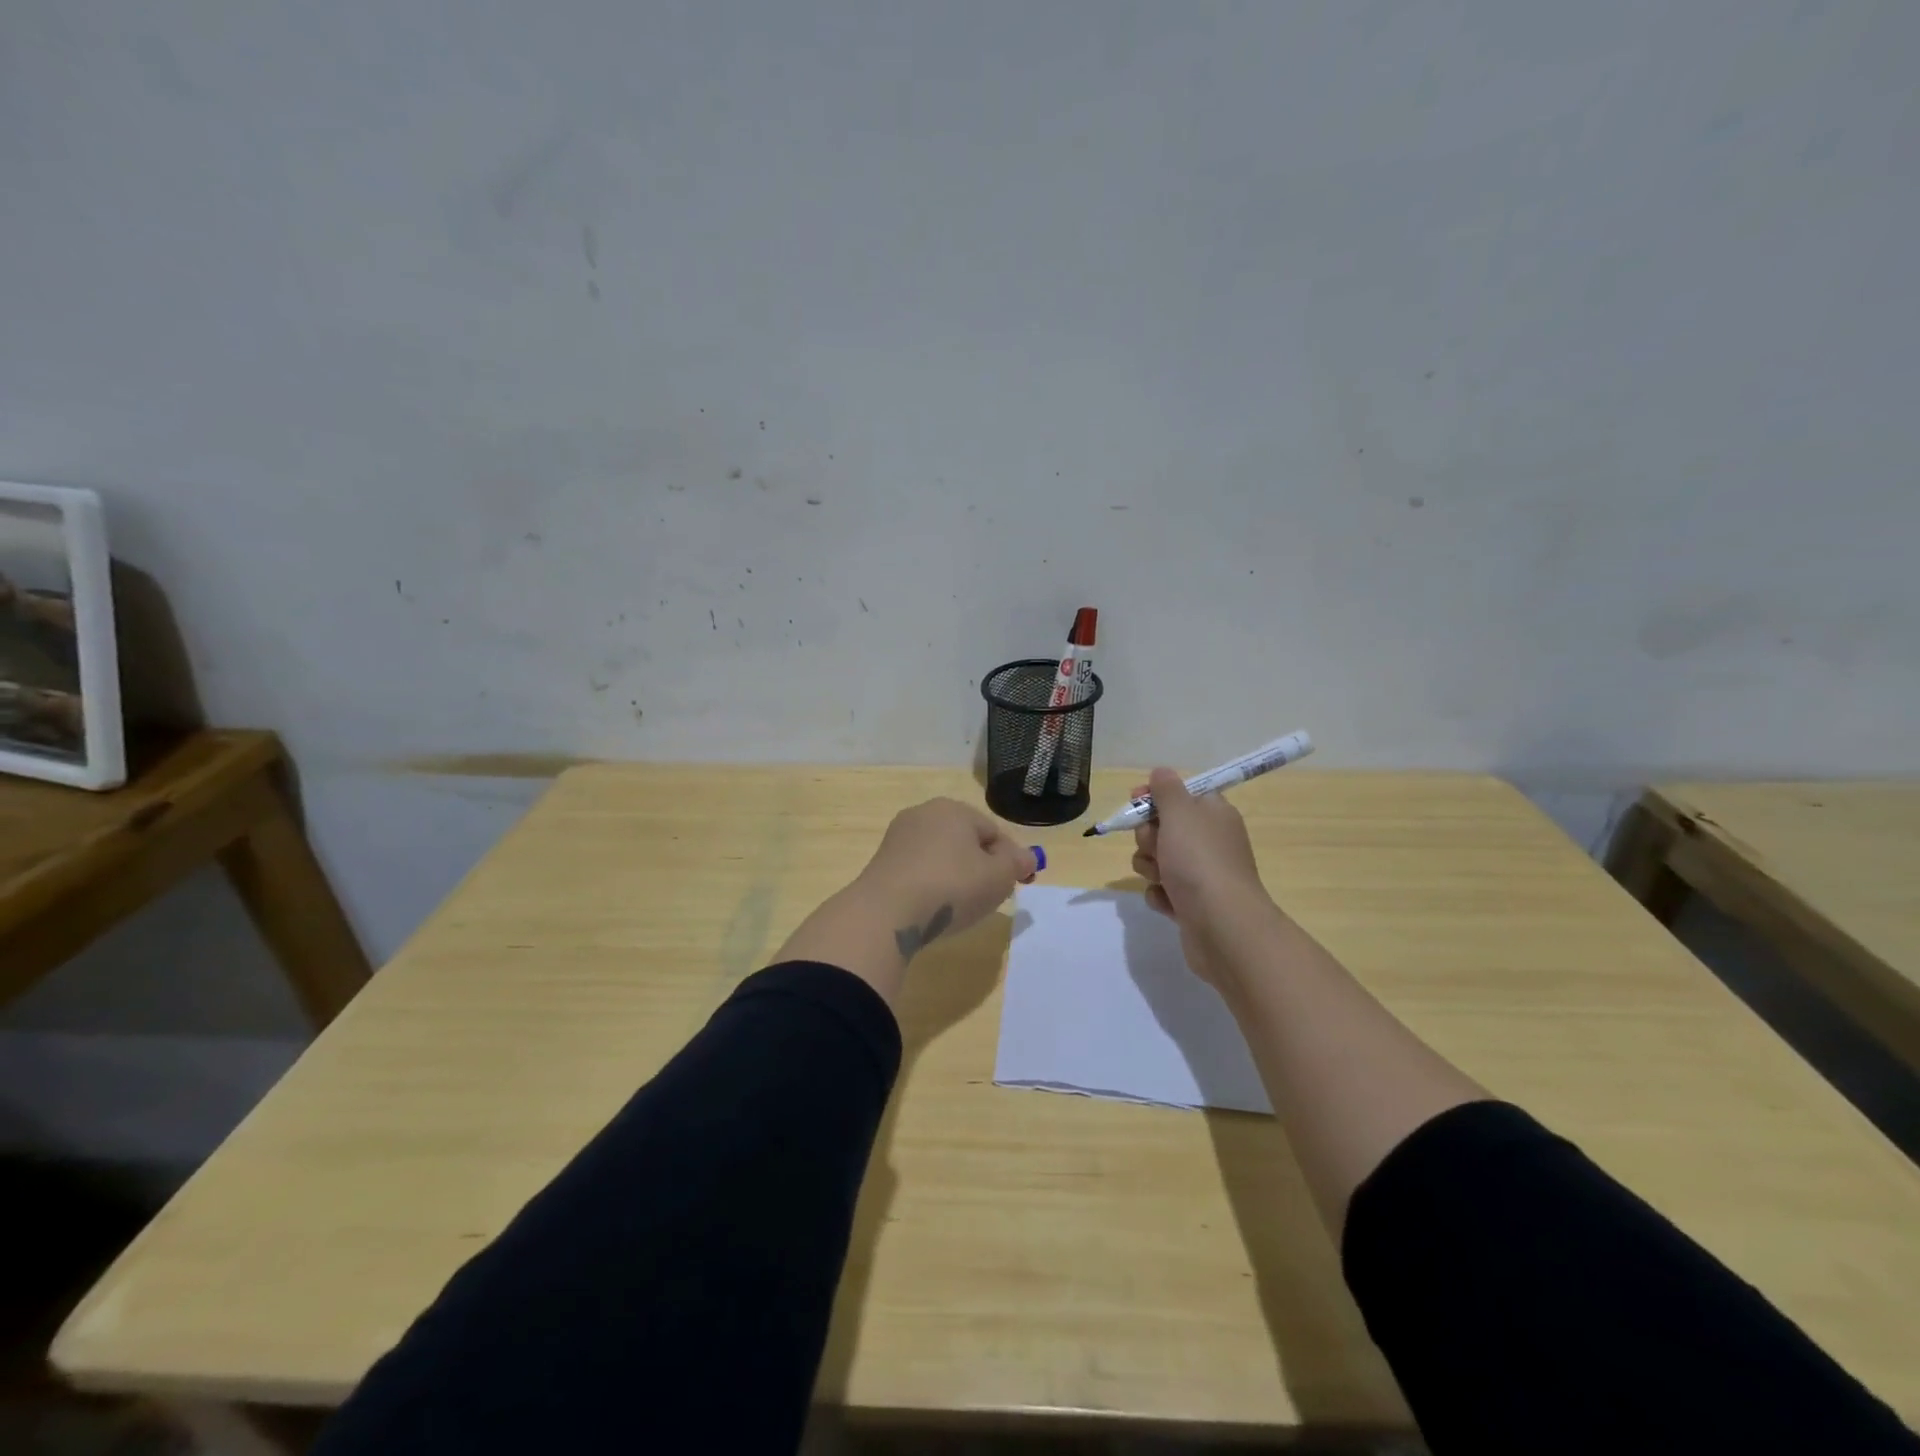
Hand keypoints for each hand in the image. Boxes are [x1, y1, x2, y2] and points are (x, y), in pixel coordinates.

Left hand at [855, 798, 1037, 957]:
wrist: (887, 913)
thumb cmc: (952, 887)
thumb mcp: (999, 877)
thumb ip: (1017, 863)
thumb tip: (1027, 857)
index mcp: (953, 809)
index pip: (993, 832)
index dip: (1010, 860)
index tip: (1016, 886)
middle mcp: (923, 814)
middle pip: (965, 842)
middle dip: (981, 867)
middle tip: (989, 897)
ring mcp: (898, 838)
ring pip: (940, 857)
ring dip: (954, 878)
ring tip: (959, 907)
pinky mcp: (881, 863)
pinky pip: (918, 872)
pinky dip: (930, 887)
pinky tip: (931, 909)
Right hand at [1131, 767, 1278, 986]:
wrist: (1222, 926)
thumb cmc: (1200, 861)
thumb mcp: (1180, 813)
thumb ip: (1167, 789)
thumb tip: (1161, 772)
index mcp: (1213, 814)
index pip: (1181, 794)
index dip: (1155, 797)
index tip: (1136, 801)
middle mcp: (1210, 841)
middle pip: (1163, 828)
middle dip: (1148, 837)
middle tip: (1156, 847)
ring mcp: (1202, 875)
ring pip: (1158, 860)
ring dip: (1150, 867)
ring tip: (1162, 879)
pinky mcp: (1192, 905)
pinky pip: (1163, 891)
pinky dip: (1160, 895)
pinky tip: (1168, 902)